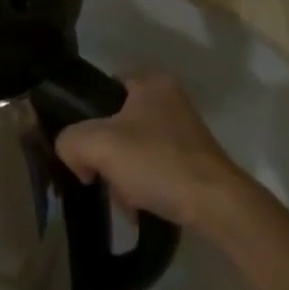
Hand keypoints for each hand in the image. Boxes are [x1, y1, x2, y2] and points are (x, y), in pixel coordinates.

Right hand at [54, 74, 245, 227]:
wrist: (217, 205)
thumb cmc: (157, 162)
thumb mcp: (100, 144)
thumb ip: (71, 141)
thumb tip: (72, 155)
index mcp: (150, 81)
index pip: (104, 91)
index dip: (88, 120)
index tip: (85, 151)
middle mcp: (169, 98)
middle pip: (118, 124)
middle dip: (107, 156)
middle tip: (104, 179)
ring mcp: (185, 130)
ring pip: (136, 149)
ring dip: (124, 175)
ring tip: (126, 201)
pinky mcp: (195, 160)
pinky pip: (156, 167)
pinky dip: (145, 186)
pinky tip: (142, 208)